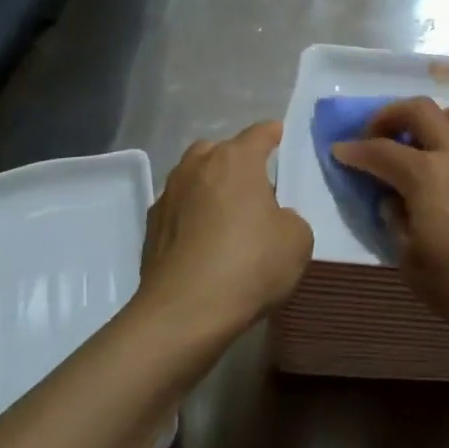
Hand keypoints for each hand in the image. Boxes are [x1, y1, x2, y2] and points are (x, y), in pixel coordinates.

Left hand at [135, 122, 312, 341]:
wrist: (183, 314)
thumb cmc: (249, 265)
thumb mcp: (297, 240)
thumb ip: (290, 217)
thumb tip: (273, 219)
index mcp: (235, 159)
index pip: (260, 133)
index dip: (275, 135)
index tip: (283, 139)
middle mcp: (197, 166)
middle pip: (221, 151)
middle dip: (238, 162)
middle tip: (257, 188)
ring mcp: (168, 195)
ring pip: (195, 177)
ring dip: (211, 188)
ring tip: (229, 217)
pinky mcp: (151, 227)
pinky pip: (180, 209)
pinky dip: (193, 217)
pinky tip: (204, 243)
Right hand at [329, 99, 448, 342]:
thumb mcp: (412, 263)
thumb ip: (395, 223)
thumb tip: (392, 200)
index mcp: (424, 174)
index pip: (379, 151)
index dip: (354, 150)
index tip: (339, 151)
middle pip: (418, 109)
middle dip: (389, 115)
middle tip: (378, 135)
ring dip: (431, 120)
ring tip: (423, 145)